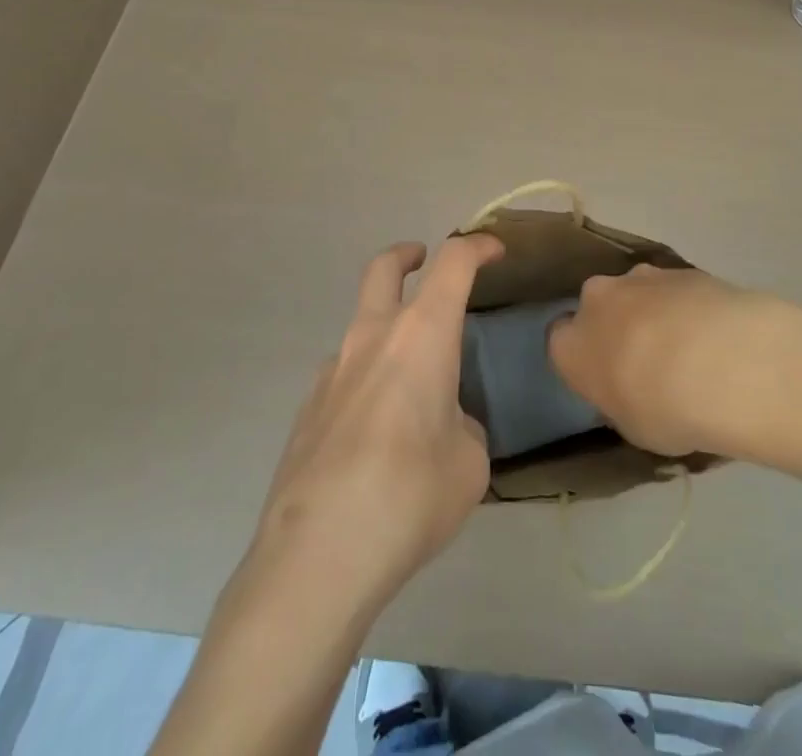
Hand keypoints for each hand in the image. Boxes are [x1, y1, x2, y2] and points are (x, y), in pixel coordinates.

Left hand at [250, 235, 502, 616]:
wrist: (316, 555)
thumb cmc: (410, 495)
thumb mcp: (469, 463)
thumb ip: (461, 426)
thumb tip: (443, 425)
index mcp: (422, 334)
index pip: (454, 263)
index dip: (477, 246)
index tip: (494, 250)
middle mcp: (373, 337)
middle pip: (384, 267)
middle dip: (406, 255)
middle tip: (422, 260)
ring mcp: (332, 370)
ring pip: (361, 325)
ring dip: (386, 329)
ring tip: (412, 383)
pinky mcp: (307, 409)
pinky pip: (344, 375)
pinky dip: (366, 380)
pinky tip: (376, 433)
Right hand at [548, 263, 795, 459]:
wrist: (721, 363)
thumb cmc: (664, 409)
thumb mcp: (634, 429)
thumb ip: (622, 404)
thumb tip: (630, 394)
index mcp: (571, 345)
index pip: (560, 342)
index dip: (583, 358)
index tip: (604, 376)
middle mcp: (596, 300)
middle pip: (598, 307)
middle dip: (616, 325)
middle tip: (646, 359)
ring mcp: (639, 278)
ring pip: (636, 292)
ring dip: (653, 312)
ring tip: (689, 346)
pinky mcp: (680, 268)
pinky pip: (674, 289)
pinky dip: (686, 305)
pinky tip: (714, 333)